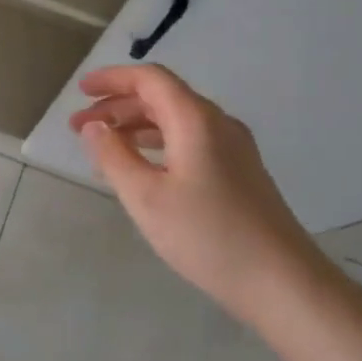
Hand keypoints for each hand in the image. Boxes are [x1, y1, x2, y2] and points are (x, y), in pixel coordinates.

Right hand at [69, 65, 331, 321]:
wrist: (282, 281)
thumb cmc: (207, 235)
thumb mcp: (146, 197)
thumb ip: (114, 156)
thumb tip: (93, 126)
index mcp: (196, 120)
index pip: (150, 80)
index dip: (112, 79)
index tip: (80, 91)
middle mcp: (218, 124)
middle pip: (162, 98)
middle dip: (117, 106)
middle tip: (79, 125)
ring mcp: (233, 149)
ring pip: (176, 121)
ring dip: (135, 126)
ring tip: (102, 146)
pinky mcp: (239, 173)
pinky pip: (189, 142)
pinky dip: (157, 145)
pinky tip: (140, 168)